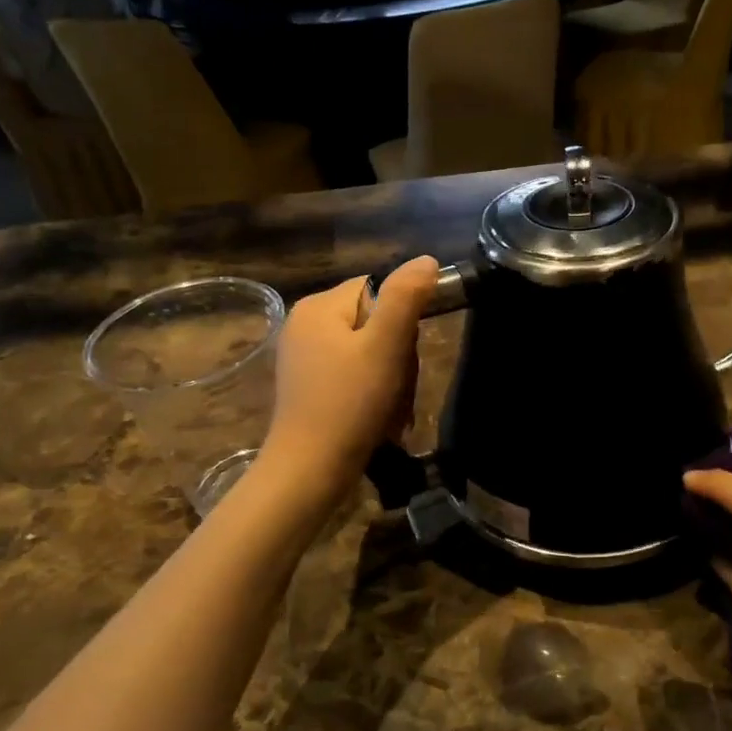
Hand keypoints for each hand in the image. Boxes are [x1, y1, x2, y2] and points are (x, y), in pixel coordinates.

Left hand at [263, 256, 439, 497]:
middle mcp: (305, 324)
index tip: (404, 355)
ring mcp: (304, 358)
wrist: (310, 470)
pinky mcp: (309, 387)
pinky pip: (354, 377)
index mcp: (319, 306)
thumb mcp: (385, 345)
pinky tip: (377, 420)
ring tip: (390, 411)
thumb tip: (427, 260)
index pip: (378, 290)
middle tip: (398, 389)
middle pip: (375, 323)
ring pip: (369, 354)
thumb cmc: (350, 403)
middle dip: (397, 358)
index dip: (403, 321)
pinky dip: (373, 396)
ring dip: (391, 382)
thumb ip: (406, 297)